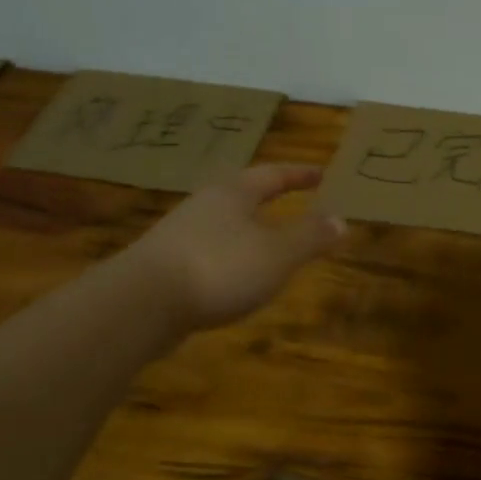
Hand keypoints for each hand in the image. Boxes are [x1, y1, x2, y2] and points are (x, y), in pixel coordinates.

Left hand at [124, 163, 344, 329]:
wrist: (139, 304)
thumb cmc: (219, 267)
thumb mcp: (278, 253)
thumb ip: (311, 237)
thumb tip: (341, 220)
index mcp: (234, 193)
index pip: (273, 175)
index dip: (299, 175)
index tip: (321, 174)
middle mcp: (204, 205)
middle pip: (242, 194)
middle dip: (269, 198)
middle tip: (293, 202)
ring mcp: (179, 234)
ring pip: (223, 224)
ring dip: (248, 230)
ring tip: (268, 244)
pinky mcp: (163, 266)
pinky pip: (208, 252)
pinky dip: (229, 257)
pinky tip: (234, 279)